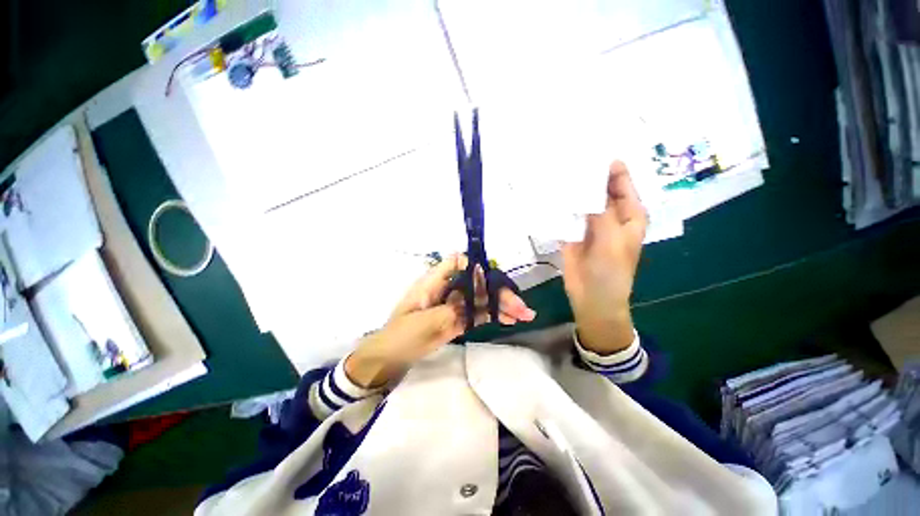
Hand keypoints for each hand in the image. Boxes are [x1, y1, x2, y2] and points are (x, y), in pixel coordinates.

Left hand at [345, 254, 535, 387]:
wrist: (390, 359)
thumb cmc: (401, 335)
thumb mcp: (424, 322)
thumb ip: (451, 308)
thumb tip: (475, 292)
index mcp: (434, 282)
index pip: (457, 263)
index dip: (476, 267)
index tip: (493, 280)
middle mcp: (447, 288)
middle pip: (476, 283)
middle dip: (498, 291)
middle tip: (520, 306)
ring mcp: (453, 304)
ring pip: (480, 299)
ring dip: (501, 304)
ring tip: (524, 314)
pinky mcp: (457, 319)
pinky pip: (478, 313)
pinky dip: (494, 315)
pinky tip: (510, 319)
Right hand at [561, 161, 647, 353]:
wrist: (591, 297)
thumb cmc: (611, 269)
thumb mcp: (611, 237)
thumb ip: (601, 209)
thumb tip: (588, 182)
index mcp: (628, 212)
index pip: (619, 180)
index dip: (608, 164)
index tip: (589, 146)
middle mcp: (609, 213)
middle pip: (597, 188)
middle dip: (584, 175)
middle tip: (565, 154)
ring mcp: (588, 223)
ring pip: (579, 200)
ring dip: (569, 190)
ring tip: (552, 170)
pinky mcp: (571, 232)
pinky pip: (565, 214)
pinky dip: (558, 206)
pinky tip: (546, 194)